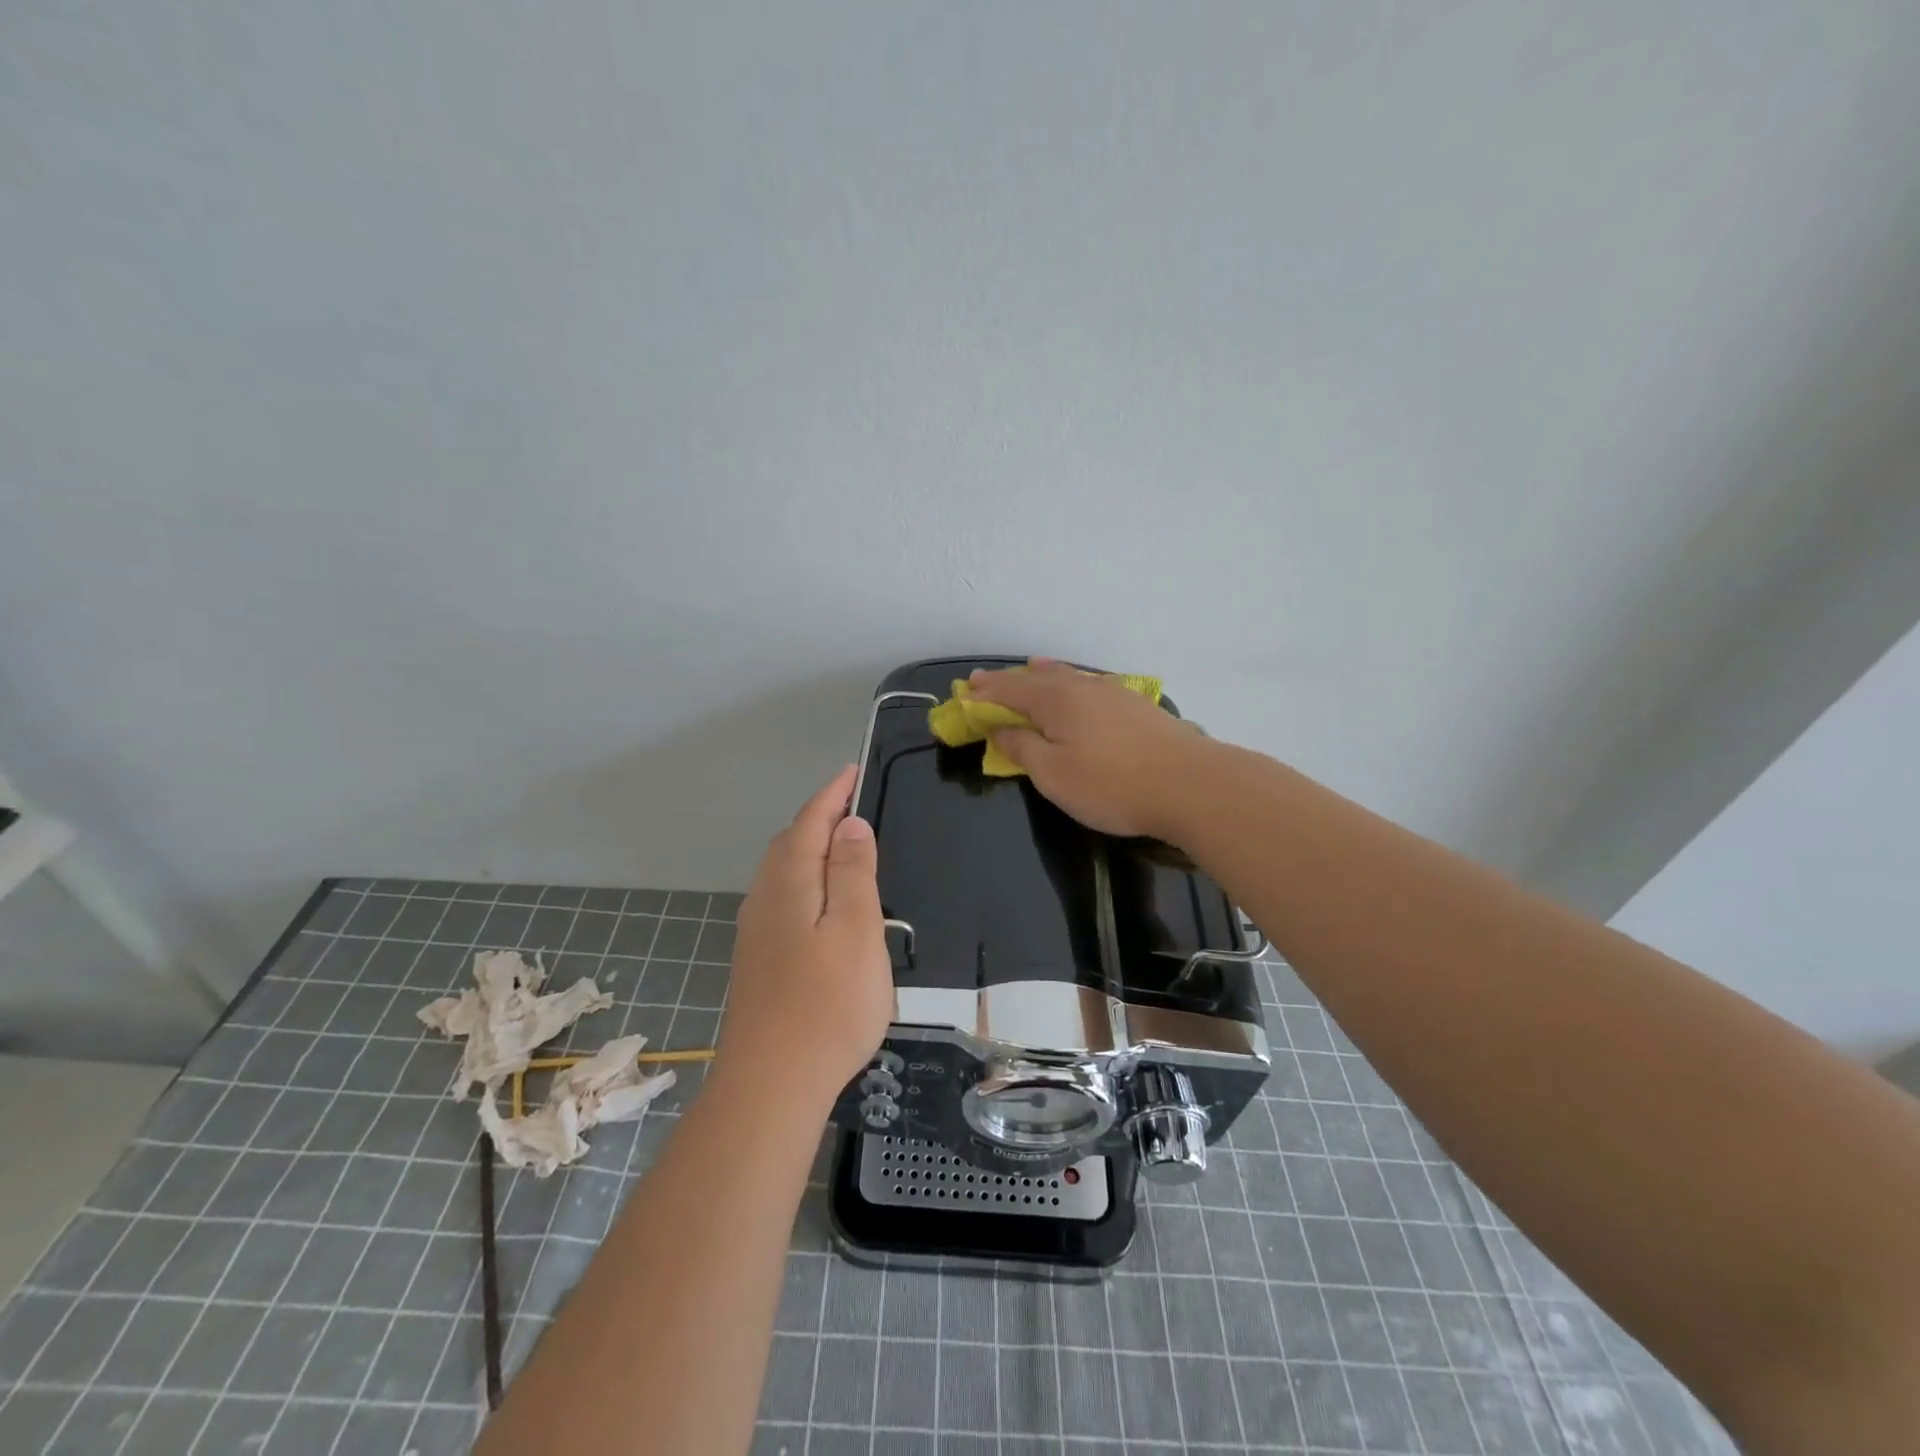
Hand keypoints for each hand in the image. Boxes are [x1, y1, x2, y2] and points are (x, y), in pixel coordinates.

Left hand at [719, 765, 893, 1105]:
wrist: (772, 1084)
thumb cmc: (828, 1003)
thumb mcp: (856, 930)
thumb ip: (853, 873)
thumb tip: (849, 825)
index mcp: (789, 883)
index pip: (810, 822)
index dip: (832, 795)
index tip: (852, 772)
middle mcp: (764, 899)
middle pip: (789, 843)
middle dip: (818, 818)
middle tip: (852, 806)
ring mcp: (756, 932)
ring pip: (782, 872)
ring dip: (809, 849)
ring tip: (841, 846)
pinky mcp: (758, 960)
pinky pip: (782, 898)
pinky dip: (804, 880)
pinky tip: (820, 902)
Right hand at [965, 659, 1211, 839]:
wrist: (1190, 785)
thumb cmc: (1111, 784)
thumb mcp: (1053, 774)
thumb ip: (1022, 747)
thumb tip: (999, 727)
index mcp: (1055, 700)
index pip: (1009, 690)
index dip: (984, 693)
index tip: (963, 693)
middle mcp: (1082, 687)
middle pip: (1037, 678)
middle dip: (1009, 681)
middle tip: (986, 683)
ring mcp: (1114, 693)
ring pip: (1069, 677)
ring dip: (1043, 675)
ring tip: (1031, 668)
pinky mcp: (1137, 706)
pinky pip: (1091, 685)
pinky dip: (1072, 683)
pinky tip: (1080, 687)